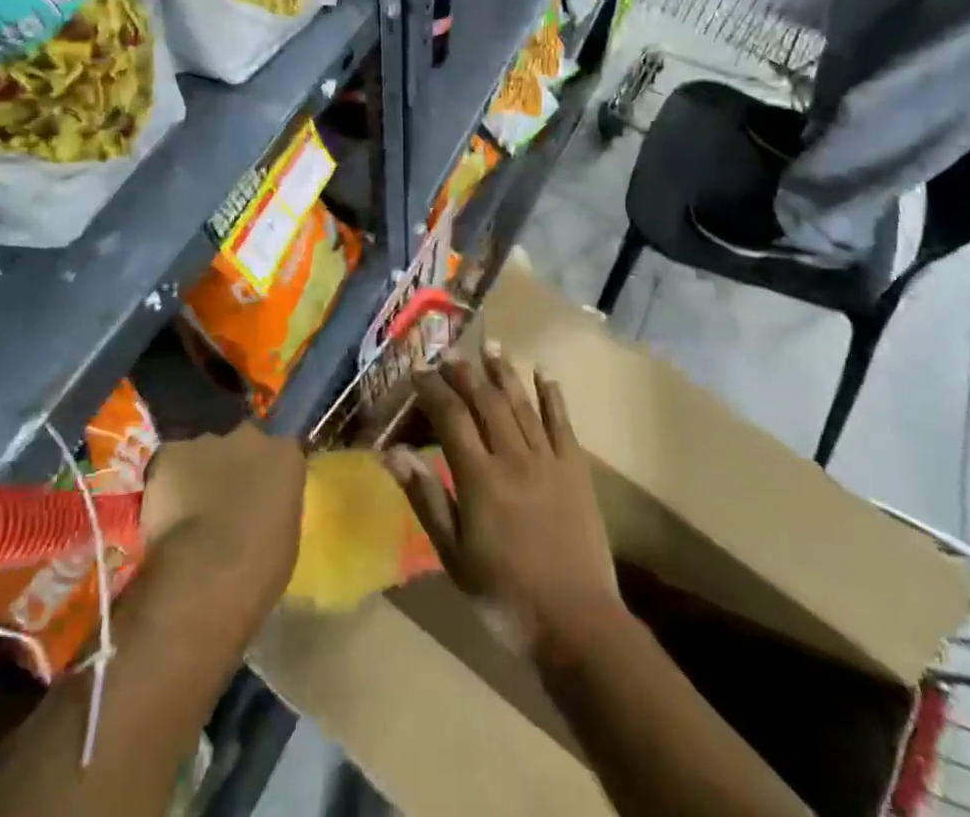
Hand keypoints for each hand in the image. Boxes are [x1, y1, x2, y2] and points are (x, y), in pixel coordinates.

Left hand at [140, 424, 305, 617]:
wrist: (204, 576)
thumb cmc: (257, 570)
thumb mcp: (284, 539)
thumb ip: (274, 509)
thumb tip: (261, 509)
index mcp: (286, 455)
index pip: (281, 453)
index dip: (267, 476)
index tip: (260, 498)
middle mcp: (250, 437)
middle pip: (243, 443)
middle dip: (235, 465)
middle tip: (226, 501)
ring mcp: (208, 442)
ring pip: (205, 453)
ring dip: (201, 474)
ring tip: (190, 512)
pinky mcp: (171, 453)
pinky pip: (171, 463)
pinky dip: (169, 483)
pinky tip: (165, 512)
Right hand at [387, 341, 620, 655]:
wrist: (576, 623)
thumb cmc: (504, 596)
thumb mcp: (453, 556)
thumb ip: (425, 498)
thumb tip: (393, 453)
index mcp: (479, 478)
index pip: (451, 417)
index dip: (433, 389)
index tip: (418, 370)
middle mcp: (513, 457)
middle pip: (486, 401)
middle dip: (466, 373)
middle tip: (450, 352)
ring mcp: (548, 460)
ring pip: (522, 404)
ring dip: (505, 372)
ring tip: (491, 346)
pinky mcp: (576, 470)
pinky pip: (562, 423)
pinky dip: (552, 396)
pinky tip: (544, 374)